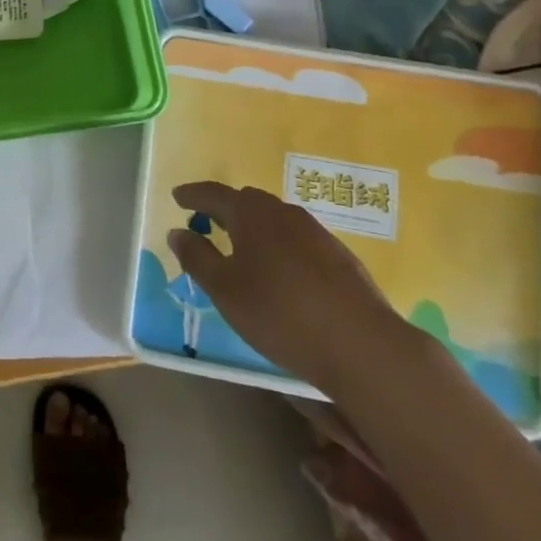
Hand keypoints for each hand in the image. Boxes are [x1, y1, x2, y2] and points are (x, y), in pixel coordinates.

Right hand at [168, 181, 406, 393]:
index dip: (193, 195)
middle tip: (207, 223)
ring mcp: (316, 232)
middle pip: (247, 202)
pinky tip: (281, 272)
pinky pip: (297, 239)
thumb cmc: (281, 314)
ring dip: (254, 228)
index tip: (177, 197)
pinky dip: (279, 246)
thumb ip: (198, 258)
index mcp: (251, 214)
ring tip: (243, 249)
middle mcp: (283, 212)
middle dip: (224, 209)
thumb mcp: (226, 290)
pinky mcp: (339, 256)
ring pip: (275, 220)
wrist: (363, 346)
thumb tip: (177, 232)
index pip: (214, 194)